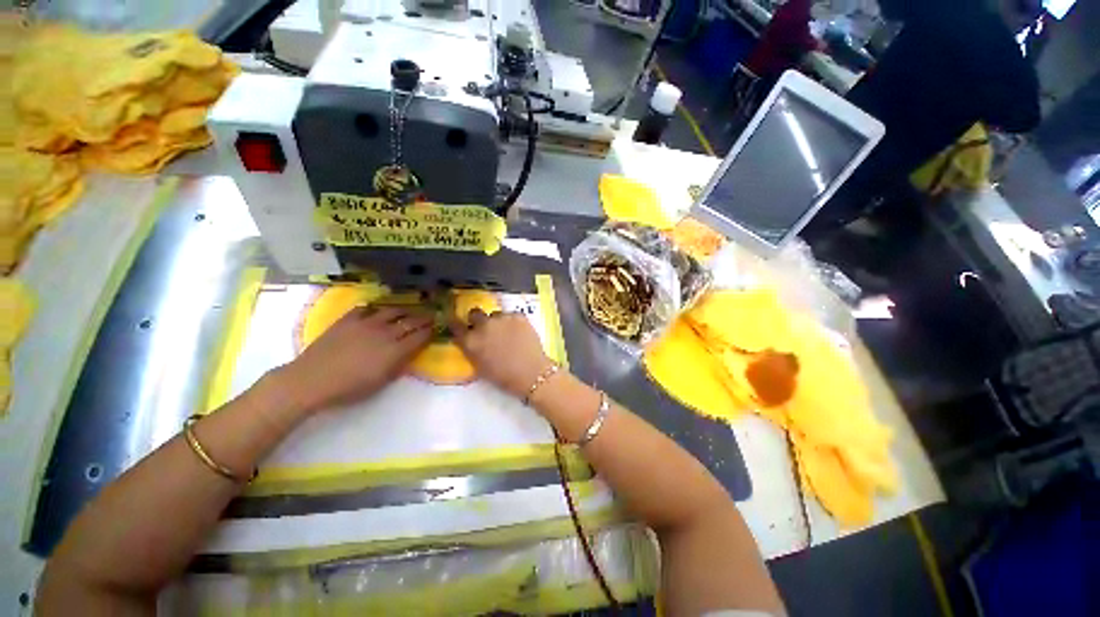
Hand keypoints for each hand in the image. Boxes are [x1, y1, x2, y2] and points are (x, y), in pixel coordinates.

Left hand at [276, 305, 433, 412]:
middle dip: (423, 318)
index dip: (430, 331)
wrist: (311, 381)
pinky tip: (377, 311)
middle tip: (430, 315)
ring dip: (404, 310)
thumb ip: (400, 365)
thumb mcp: (382, 382)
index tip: (436, 328)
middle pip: (410, 321)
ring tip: (408, 310)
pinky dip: (375, 308)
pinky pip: (366, 308)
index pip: (420, 336)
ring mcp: (366, 323)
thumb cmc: (349, 388)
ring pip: (392, 310)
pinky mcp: (348, 319)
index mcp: (395, 350)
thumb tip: (410, 352)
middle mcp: (385, 333)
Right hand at [451, 308, 553, 398]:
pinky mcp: (518, 315)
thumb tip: (471, 341)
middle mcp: (483, 325)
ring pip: (495, 314)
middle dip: (478, 319)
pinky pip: (512, 315)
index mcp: (471, 340)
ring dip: (497, 321)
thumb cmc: (504, 377)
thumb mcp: (480, 367)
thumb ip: (472, 350)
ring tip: (507, 332)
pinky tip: (520, 332)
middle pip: (475, 313)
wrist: (531, 373)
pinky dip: (513, 322)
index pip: (456, 325)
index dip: (457, 324)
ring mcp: (501, 318)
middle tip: (486, 328)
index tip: (460, 324)